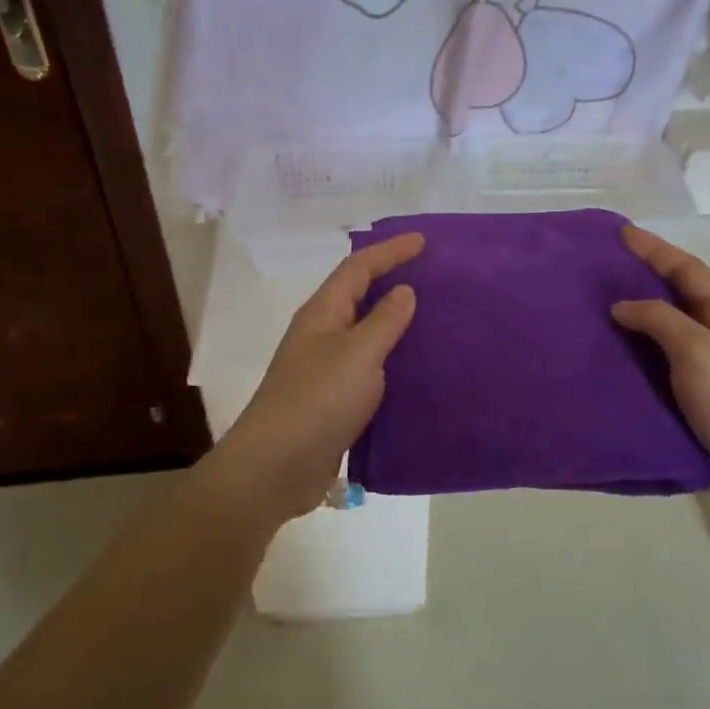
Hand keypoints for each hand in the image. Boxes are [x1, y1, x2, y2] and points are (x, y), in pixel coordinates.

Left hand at [198, 233, 423, 525]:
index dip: (390, 252)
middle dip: (392, 281)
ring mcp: (324, 369)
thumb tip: (403, 291)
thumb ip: (384, 321)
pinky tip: (417, 371)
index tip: (424, 242)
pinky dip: (392, 362)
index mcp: (323, 313)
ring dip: (394, 323)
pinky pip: (368, 369)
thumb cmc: (317, 400)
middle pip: (358, 296)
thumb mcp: (358, 354)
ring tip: (433, 319)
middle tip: (433, 277)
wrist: (276, 466)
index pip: (358, 268)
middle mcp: (321, 335)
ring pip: (364, 334)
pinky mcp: (333, 402)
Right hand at [611, 226, 709, 522]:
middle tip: (599, 271)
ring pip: (665, 333)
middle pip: (676, 297)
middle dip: (641, 279)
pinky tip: (610, 360)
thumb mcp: (700, 352)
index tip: (619, 233)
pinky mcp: (697, 401)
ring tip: (594, 312)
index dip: (654, 249)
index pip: (686, 270)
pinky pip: (660, 367)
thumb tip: (622, 305)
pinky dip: (636, 357)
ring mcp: (709, 370)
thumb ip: (660, 321)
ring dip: (634, 320)